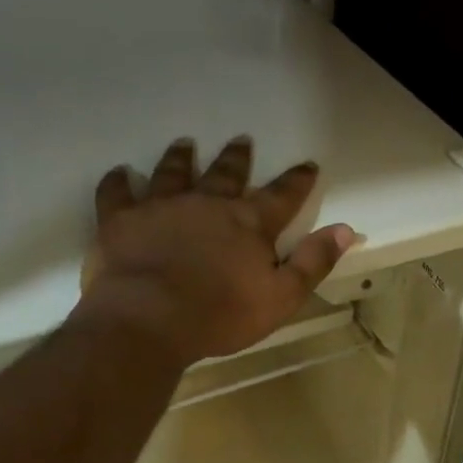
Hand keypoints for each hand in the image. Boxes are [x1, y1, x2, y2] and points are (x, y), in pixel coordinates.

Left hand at [81, 136, 357, 364]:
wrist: (149, 321)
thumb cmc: (220, 316)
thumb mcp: (281, 297)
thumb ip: (312, 262)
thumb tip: (346, 229)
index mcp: (247, 223)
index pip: (281, 196)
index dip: (297, 180)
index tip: (307, 164)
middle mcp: (206, 204)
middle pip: (226, 174)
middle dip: (237, 158)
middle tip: (241, 140)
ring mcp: (161, 207)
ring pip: (172, 173)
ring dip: (180, 158)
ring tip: (184, 144)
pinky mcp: (121, 220)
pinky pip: (116, 192)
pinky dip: (118, 181)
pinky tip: (119, 173)